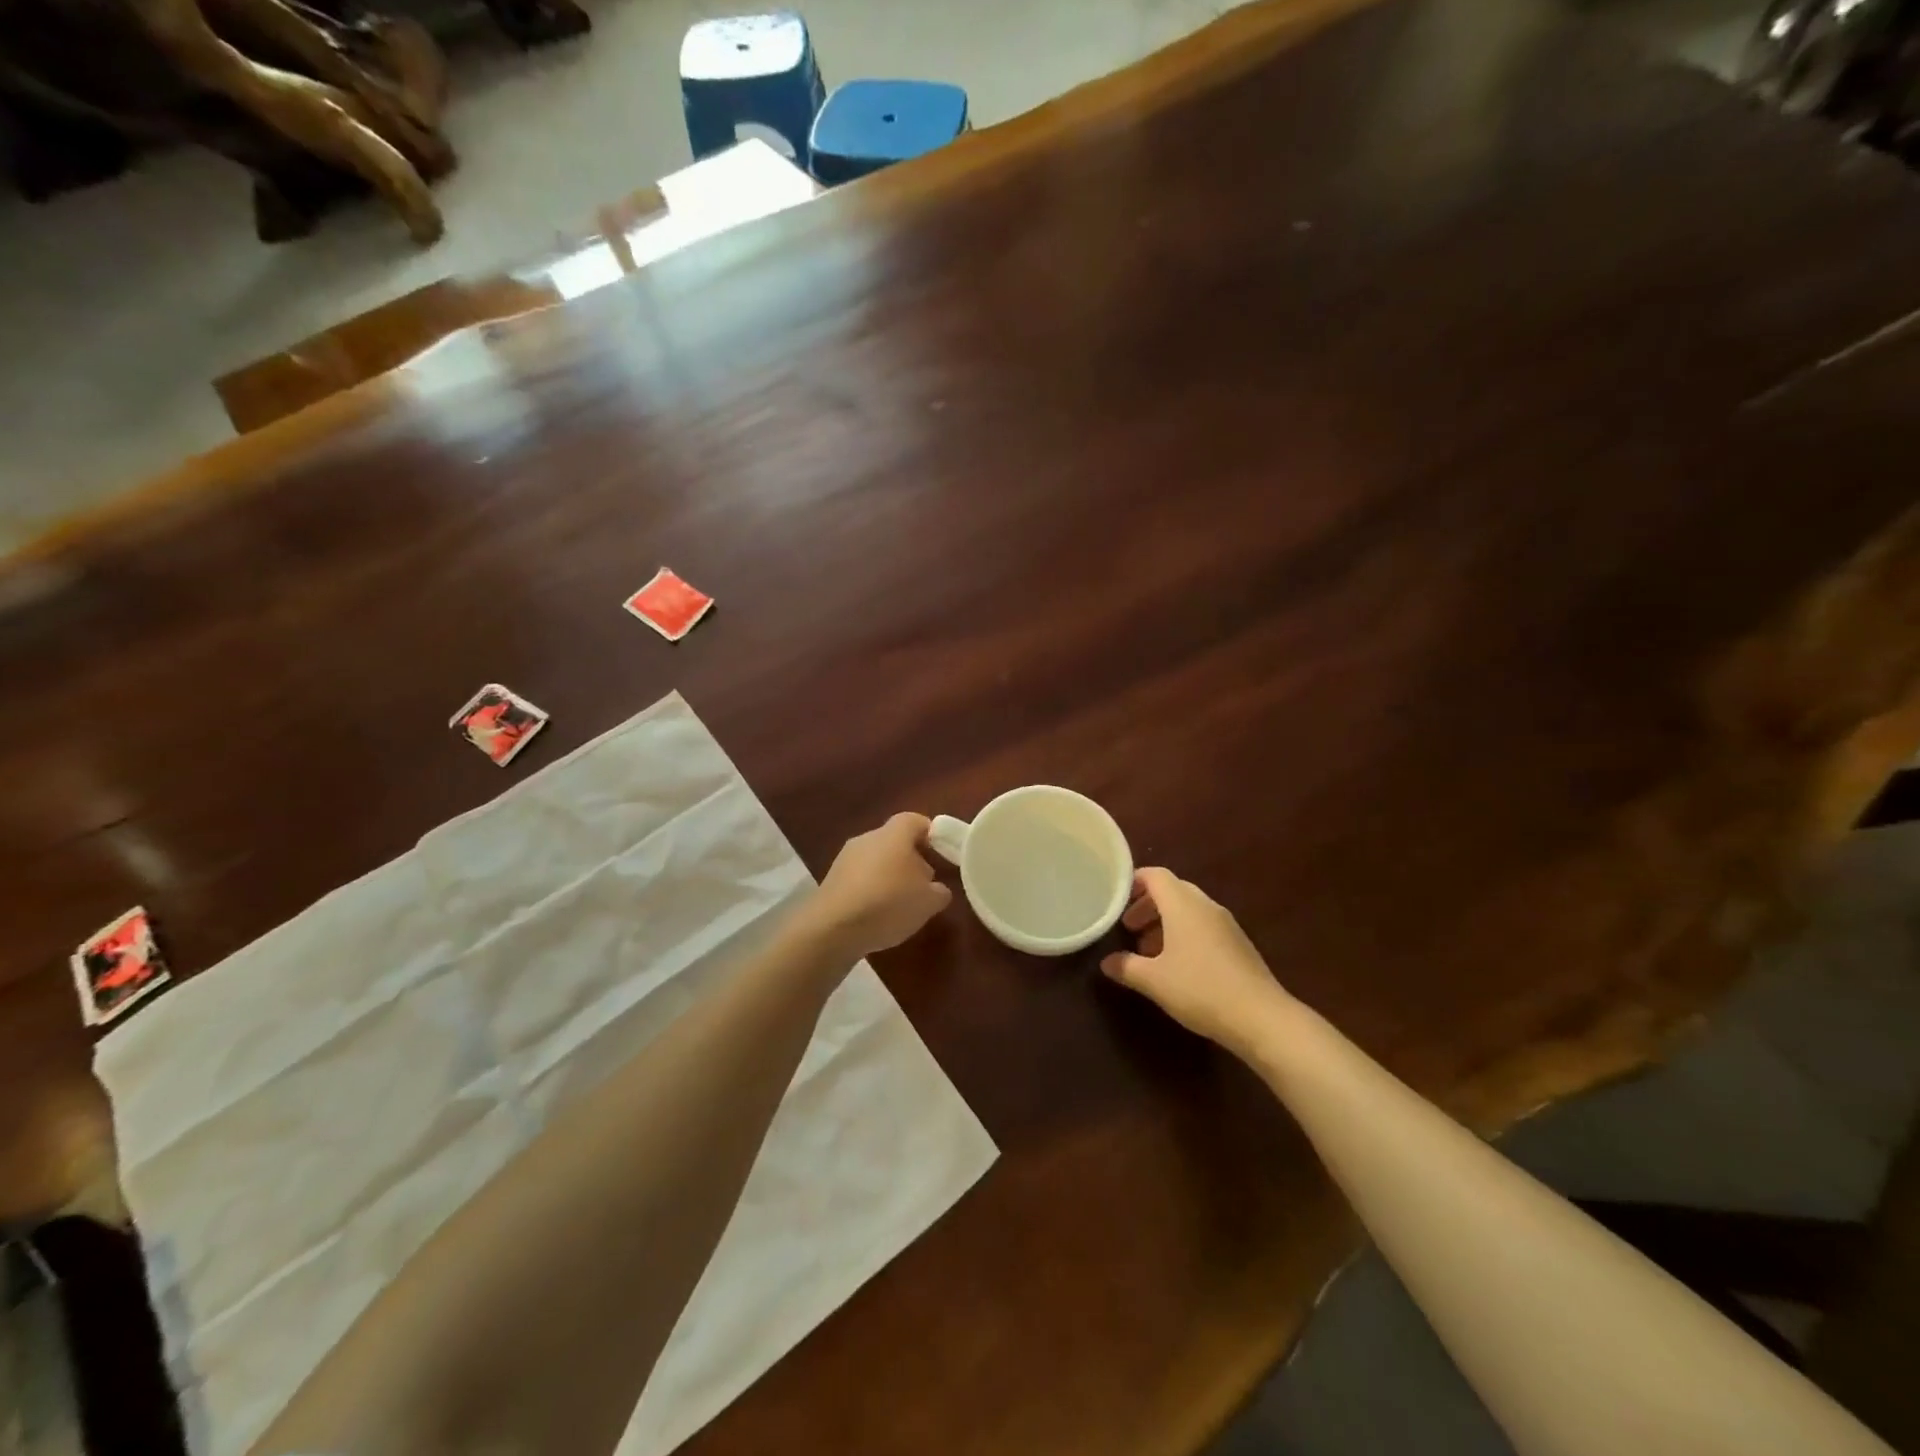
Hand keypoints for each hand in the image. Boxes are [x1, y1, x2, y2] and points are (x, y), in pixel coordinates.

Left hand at [808, 813, 952, 958]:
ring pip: (876, 860)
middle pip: (895, 841)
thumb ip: (939, 891)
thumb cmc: (889, 904)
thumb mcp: (929, 902)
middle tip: (924, 884)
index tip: (942, 853)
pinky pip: (859, 878)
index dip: (931, 834)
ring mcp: (845, 857)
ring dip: (889, 876)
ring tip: (901, 904)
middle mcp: (868, 838)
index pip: (915, 821)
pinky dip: (871, 889)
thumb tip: (936, 888)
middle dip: (911, 860)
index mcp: (894, 834)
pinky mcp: (831, 879)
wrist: (834, 928)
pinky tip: (877, 914)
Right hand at [1101, 867, 1288, 1054]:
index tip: (1116, 898)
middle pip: (1172, 891)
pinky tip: (1177, 965)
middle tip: (1128, 927)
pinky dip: (1184, 934)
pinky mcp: (1238, 944)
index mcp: (1183, 904)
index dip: (1133, 882)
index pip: (1155, 876)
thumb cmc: (1200, 989)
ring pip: (1189, 910)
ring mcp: (1226, 924)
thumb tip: (1105, 962)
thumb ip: (1126, 967)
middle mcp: (1205, 906)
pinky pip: (1204, 926)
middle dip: (1147, 905)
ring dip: (1165, 922)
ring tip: (1148, 950)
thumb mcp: (1154, 980)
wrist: (1261, 1017)